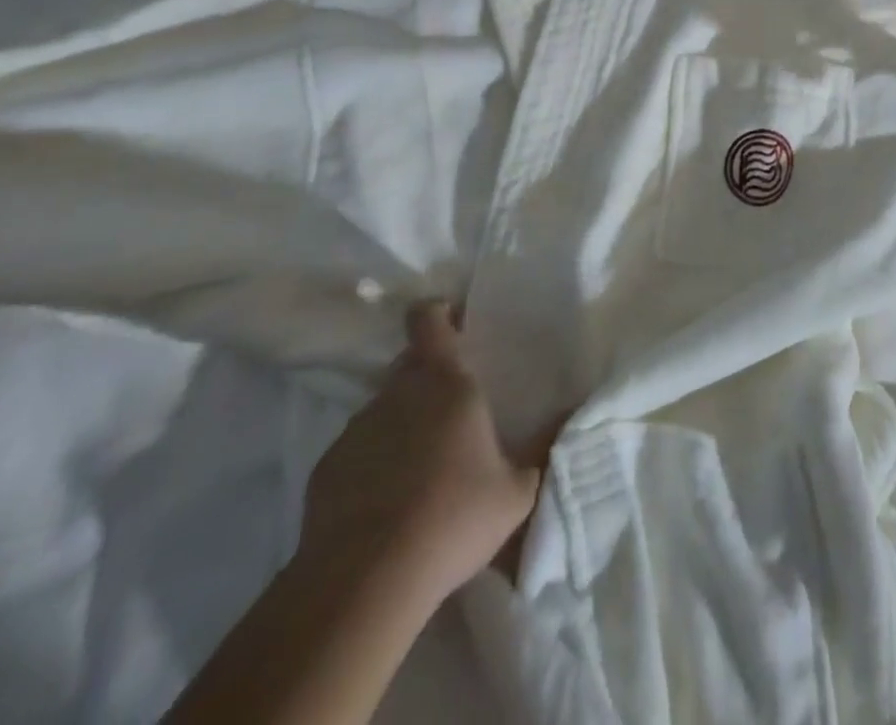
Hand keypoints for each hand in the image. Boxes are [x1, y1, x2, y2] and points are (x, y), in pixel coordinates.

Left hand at [297, 301, 547, 603]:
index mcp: (446, 382)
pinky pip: (357, 450)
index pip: (429, 320)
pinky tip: (385, 503)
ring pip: (384, 408)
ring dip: (401, 423)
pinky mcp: (326, 467)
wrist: (366, 581)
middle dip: (428, 376)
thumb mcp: (515, 493)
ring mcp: (358, 428)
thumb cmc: (453, 519)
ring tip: (419, 468)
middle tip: (450, 412)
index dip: (437, 315)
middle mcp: (398, 392)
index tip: (452, 323)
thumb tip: (569, 419)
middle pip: (410, 363)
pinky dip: (372, 463)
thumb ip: (540, 452)